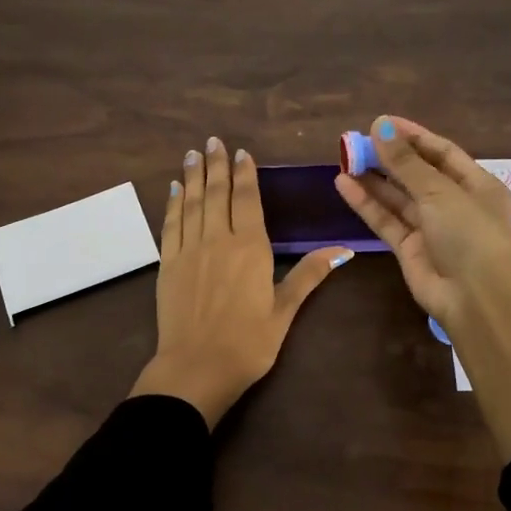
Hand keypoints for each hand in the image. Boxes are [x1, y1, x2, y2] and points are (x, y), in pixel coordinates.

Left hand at [130, 136, 353, 427]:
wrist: (196, 368)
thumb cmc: (248, 343)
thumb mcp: (284, 310)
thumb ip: (309, 275)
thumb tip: (343, 250)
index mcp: (250, 248)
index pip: (247, 200)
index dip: (245, 174)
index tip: (241, 153)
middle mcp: (218, 240)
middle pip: (217, 194)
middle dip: (216, 165)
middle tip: (212, 142)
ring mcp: (189, 250)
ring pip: (192, 203)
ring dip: (193, 176)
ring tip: (193, 154)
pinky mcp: (168, 264)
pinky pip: (171, 224)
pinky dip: (173, 203)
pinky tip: (175, 189)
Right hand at [333, 116, 510, 330]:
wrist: (475, 298)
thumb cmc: (468, 234)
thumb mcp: (440, 192)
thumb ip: (406, 162)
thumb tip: (380, 126)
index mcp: (477, 185)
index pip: (442, 153)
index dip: (412, 136)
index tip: (381, 123)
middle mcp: (455, 204)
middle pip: (417, 174)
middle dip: (389, 157)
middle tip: (356, 141)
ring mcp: (431, 228)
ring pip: (398, 197)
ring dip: (373, 178)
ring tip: (345, 158)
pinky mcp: (409, 249)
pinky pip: (386, 220)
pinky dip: (366, 203)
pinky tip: (344, 184)